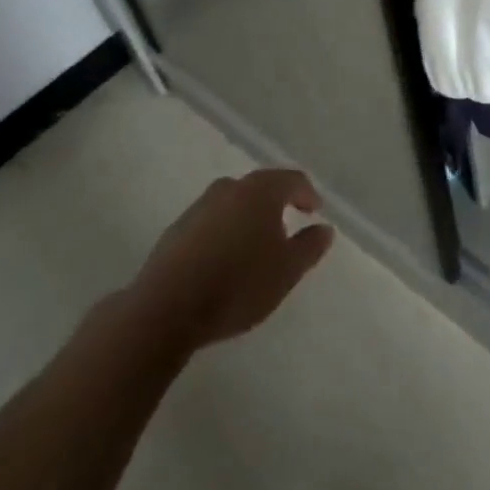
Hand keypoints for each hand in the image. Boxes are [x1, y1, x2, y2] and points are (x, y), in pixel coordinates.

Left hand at [128, 169, 334, 351]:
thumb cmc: (237, 285)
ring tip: (254, 245)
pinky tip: (223, 259)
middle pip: (261, 187)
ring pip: (233, 203)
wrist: (165, 310)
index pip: (292, 180)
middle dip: (276, 203)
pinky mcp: (176, 231)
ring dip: (248, 217)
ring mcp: (199, 207)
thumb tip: (324, 228)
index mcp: (261, 190)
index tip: (315, 211)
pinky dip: (224, 232)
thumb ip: (309, 246)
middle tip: (287, 225)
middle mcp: (230, 188)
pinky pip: (211, 222)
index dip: (307, 194)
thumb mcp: (286, 271)